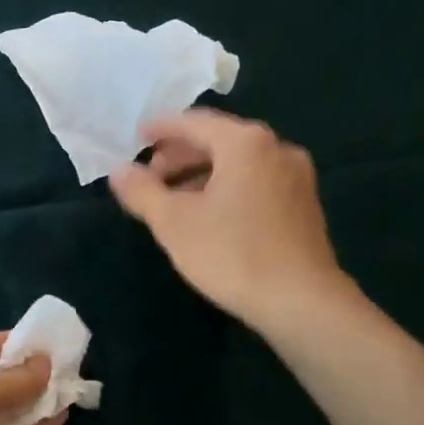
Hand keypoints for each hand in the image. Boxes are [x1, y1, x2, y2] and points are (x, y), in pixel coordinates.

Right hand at [111, 109, 349, 331]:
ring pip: (239, 163)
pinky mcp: (305, 204)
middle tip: (152, 176)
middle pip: (219, 140)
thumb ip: (142, 191)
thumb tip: (118, 171)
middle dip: (181, 155)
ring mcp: (296, 176)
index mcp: (245, 143)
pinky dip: (229, 187)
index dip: (162, 129)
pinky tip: (211, 214)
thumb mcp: (174, 223)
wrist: (302, 302)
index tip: (138, 137)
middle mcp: (276, 148)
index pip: (194, 122)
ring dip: (204, 174)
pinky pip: (257, 181)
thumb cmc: (232, 254)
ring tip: (175, 199)